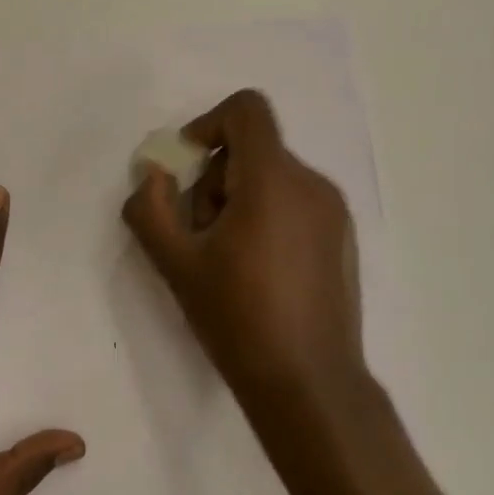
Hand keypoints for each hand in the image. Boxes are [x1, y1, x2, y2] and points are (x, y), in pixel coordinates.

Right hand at [122, 90, 367, 422]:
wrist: (309, 384)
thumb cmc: (238, 318)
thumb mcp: (176, 264)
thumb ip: (150, 208)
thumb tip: (154, 174)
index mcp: (274, 179)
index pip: (246, 110)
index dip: (208, 124)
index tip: (187, 167)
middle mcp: (312, 183)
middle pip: (253, 149)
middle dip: (216, 180)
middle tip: (200, 234)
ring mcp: (334, 212)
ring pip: (274, 177)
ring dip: (240, 201)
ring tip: (227, 259)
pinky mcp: (343, 238)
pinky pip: (296, 203)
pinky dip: (268, 217)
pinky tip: (258, 273)